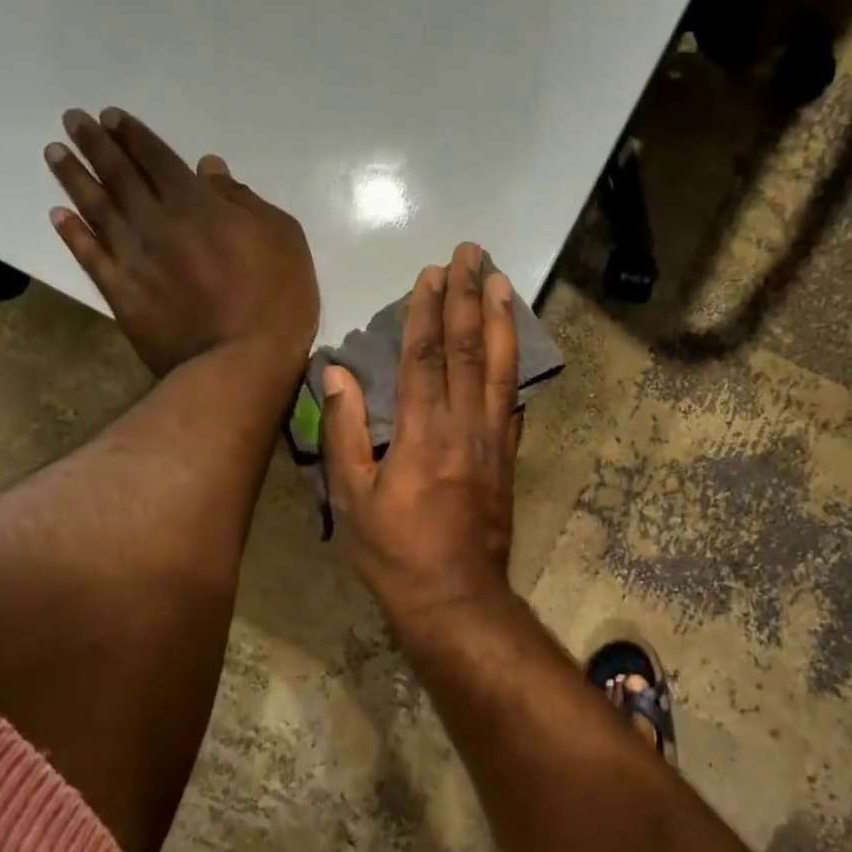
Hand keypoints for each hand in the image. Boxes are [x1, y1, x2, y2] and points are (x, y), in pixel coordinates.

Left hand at [46, 108, 319, 376]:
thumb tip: (209, 170)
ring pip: (96, 208)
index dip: (134, 136)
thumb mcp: (282, 239)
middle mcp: (155, 222)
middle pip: (119, 175)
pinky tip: (58, 215)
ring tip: (55, 153)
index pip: (158, 159)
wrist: (240, 362)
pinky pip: (90, 256)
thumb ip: (244, 201)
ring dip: (74, 178)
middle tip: (72, 120)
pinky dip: (72, 234)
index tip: (112, 117)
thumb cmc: (276, 299)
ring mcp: (133, 259)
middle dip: (96, 144)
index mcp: (197, 204)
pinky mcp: (122, 294)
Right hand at [321, 243, 523, 635]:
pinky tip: (515, 344)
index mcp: (422, 432)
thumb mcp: (353, 498)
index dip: (427, 311)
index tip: (432, 273)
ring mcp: (492, 439)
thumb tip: (337, 372)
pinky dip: (514, 365)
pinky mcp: (507, 456)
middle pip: (468, 348)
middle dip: (469, 296)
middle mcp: (463, 425)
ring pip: (500, 366)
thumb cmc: (395, 552)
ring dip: (501, 319)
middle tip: (473, 254)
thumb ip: (345, 431)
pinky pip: (512, 400)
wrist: (456, 598)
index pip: (425, 356)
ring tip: (502, 281)